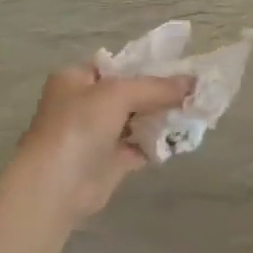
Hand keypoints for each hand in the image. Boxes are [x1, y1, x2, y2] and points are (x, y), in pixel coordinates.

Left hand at [7, 67, 192, 224]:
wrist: (55, 187)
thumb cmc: (78, 127)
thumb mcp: (118, 94)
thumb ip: (157, 87)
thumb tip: (194, 82)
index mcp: (77, 78)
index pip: (118, 65)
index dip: (149, 65)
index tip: (182, 67)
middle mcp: (85, 103)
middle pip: (131, 93)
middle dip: (162, 93)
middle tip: (196, 91)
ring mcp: (97, 134)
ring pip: (138, 120)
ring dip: (163, 117)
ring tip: (196, 111)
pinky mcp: (110, 161)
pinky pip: (140, 146)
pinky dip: (159, 142)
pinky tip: (183, 137)